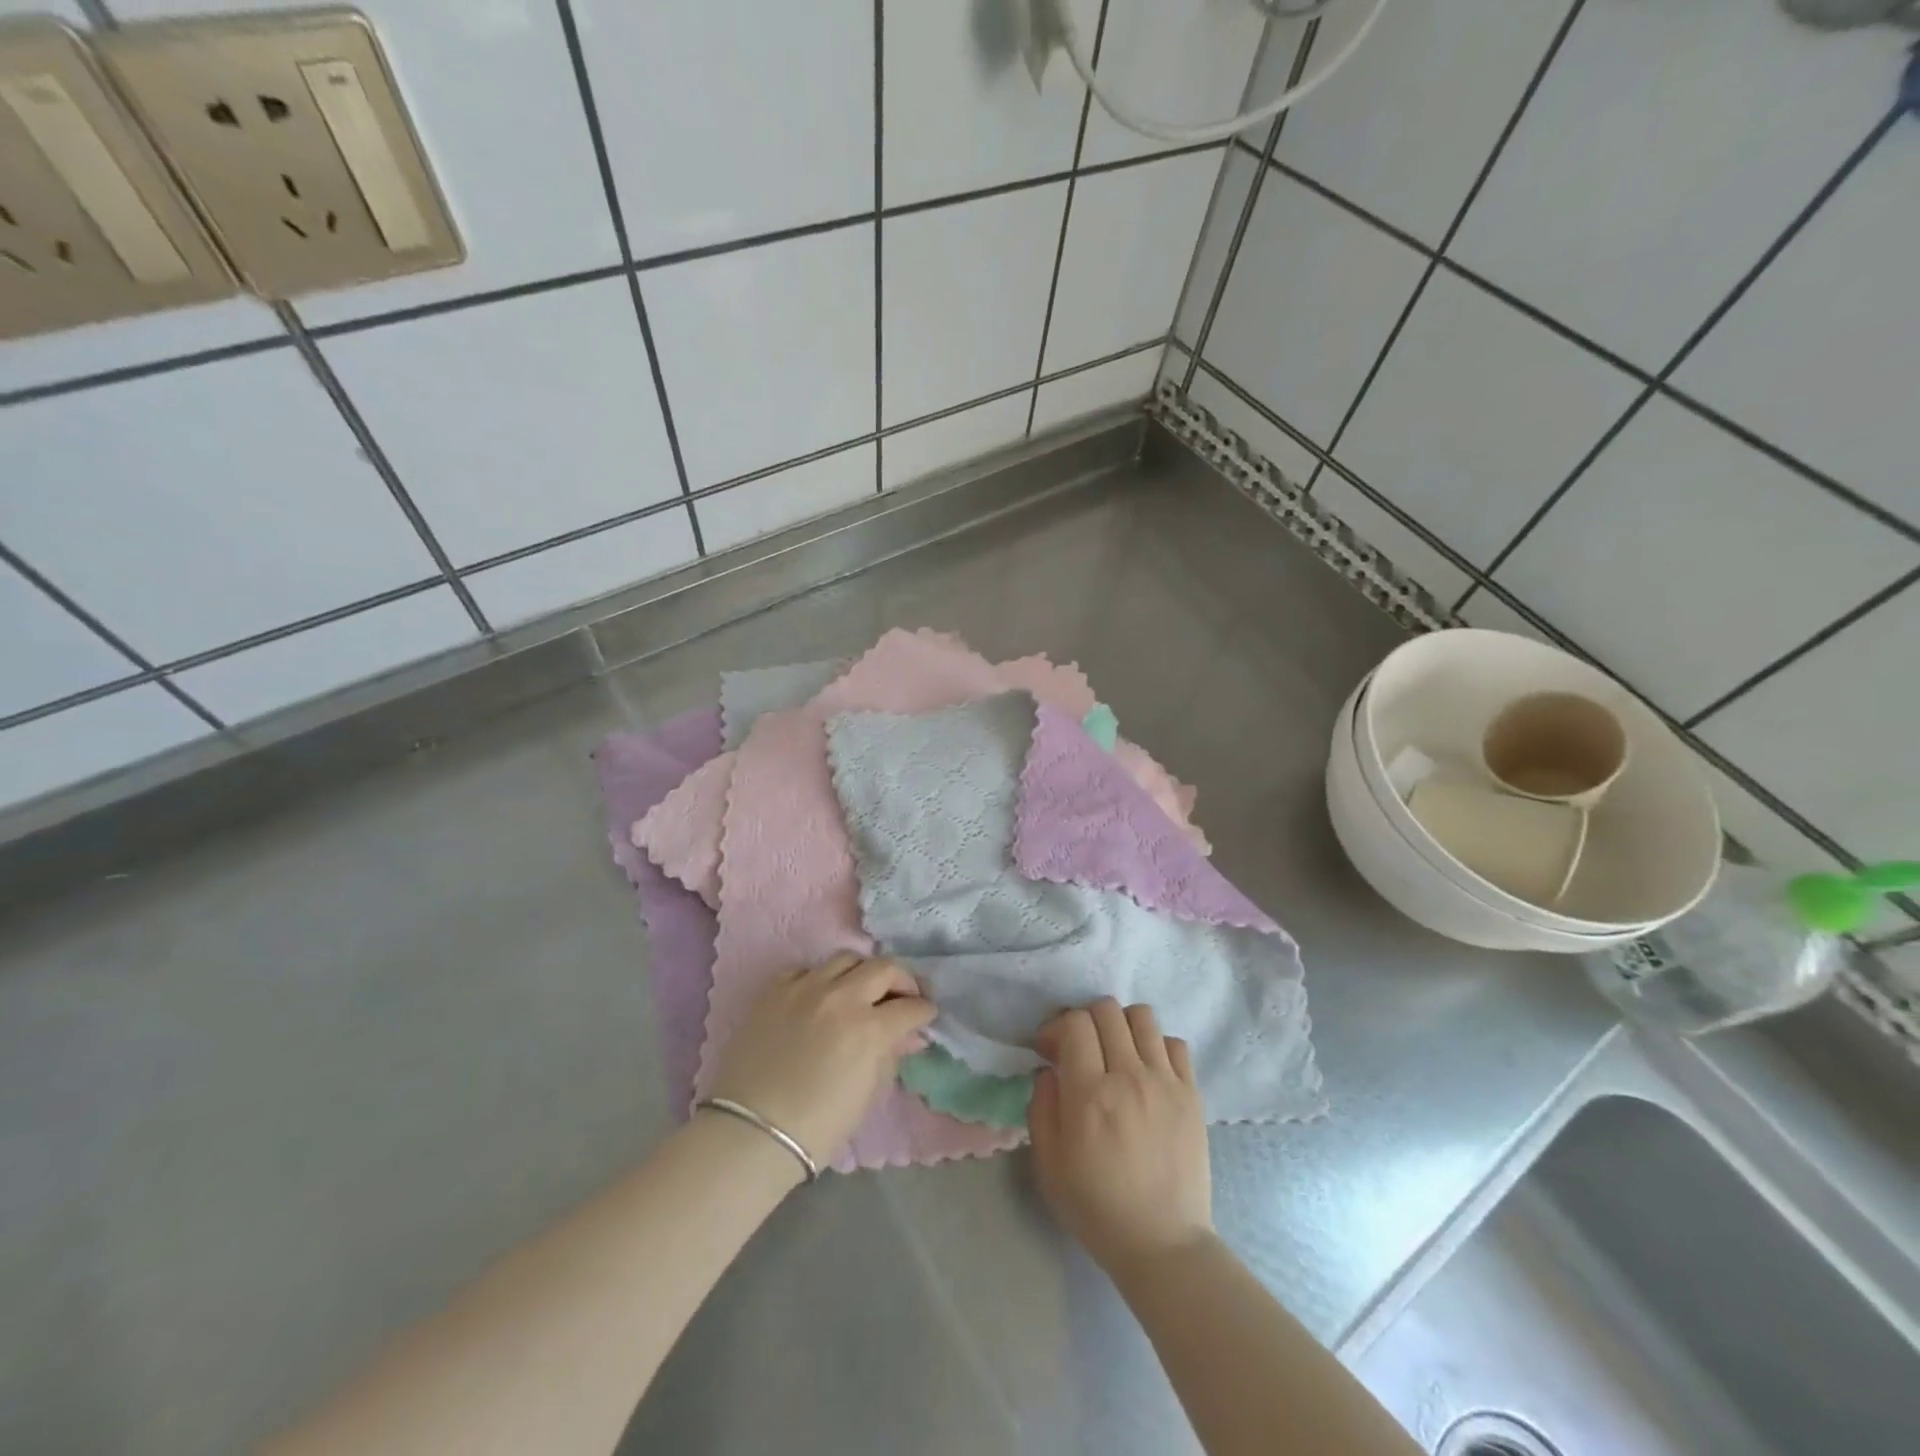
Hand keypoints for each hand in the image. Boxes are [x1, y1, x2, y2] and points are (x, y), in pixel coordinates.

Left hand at [709, 954, 935, 1164]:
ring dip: (862, 973)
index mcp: (868, 1028)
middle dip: (902, 981)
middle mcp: (840, 997)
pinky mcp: (775, 989)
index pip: (910, 1007)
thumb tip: (909, 1036)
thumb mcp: (867, 1094)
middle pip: (884, 967)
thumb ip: (890, 1056)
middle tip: (903, 997)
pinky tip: (820, 997)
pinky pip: (806, 969)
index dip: (924, 1011)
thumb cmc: (817, 1126)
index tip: (926, 1016)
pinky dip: (820, 978)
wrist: (752, 1132)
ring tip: (862, 991)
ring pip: (846, 958)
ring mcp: (804, 988)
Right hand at [1028, 999, 1212, 1270]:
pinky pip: (1175, 1043)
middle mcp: (1129, 1076)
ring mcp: (1165, 1082)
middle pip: (1106, 1010)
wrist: (1162, 1244)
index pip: (1074, 1023)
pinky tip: (1147, 1069)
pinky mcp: (1192, 1094)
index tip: (1050, 1049)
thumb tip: (1050, 1070)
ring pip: (1143, 1017)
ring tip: (1116, 1052)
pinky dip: (1156, 1045)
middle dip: (1085, 1020)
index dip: (1056, 1027)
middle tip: (1080, 1048)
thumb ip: (1041, 1106)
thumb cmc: (1096, 1207)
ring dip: (1121, 1025)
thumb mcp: (1048, 1164)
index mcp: (1090, 1094)